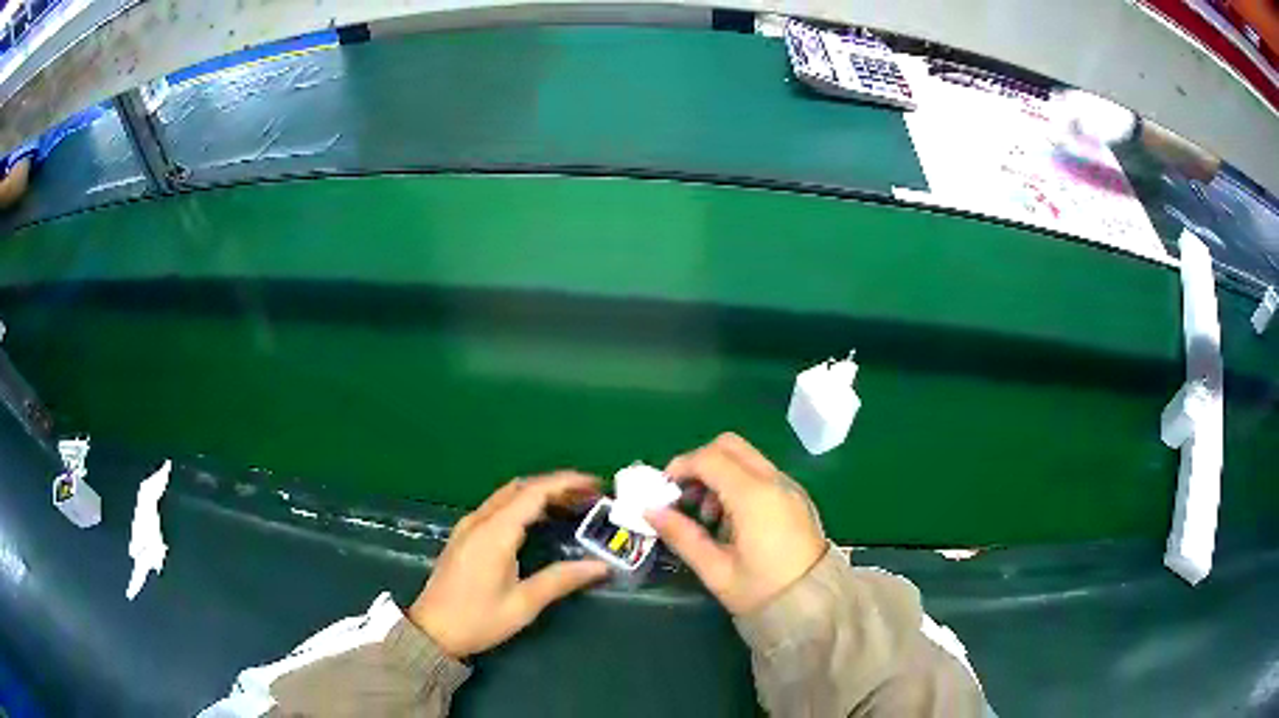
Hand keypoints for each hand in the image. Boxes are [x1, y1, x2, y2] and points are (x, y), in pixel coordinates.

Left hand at [408, 472, 608, 658]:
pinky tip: (539, 520)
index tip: (595, 485)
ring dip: (539, 493)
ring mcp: (469, 526)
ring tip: (571, 506)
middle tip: (589, 497)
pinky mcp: (464, 535)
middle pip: (522, 487)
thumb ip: (561, 579)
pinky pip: (498, 506)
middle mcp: (480, 520)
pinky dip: (523, 504)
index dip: (567, 483)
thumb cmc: (478, 619)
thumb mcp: (523, 604)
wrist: (432, 631)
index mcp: (495, 532)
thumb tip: (600, 566)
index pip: (535, 493)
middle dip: (557, 486)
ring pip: (508, 495)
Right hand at [647, 433, 826, 614]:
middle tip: (684, 496)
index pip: (710, 458)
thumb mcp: (715, 570)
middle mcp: (774, 481)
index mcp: (754, 496)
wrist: (814, 606)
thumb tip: (650, 511)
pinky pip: (761, 474)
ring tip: (708, 517)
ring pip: (747, 458)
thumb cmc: (762, 591)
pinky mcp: (796, 497)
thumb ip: (681, 535)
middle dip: (700, 463)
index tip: (663, 491)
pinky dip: (739, 482)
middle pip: (730, 446)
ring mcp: (789, 487)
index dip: (680, 467)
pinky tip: (732, 521)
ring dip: (720, 473)